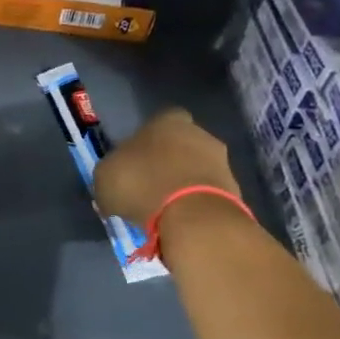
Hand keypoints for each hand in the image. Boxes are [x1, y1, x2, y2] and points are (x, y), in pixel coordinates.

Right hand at [93, 107, 239, 227]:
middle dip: (166, 161)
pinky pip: (207, 191)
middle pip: (180, 144)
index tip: (134, 159)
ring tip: (162, 206)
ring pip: (196, 168)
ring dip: (182, 182)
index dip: (145, 140)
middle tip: (147, 184)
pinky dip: (194, 202)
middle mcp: (199, 133)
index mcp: (167, 121)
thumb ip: (110, 173)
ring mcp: (221, 161)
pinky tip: (179, 217)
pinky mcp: (234, 189)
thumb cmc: (141, 184)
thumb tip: (114, 181)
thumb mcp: (105, 178)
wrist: (192, 215)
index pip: (158, 121)